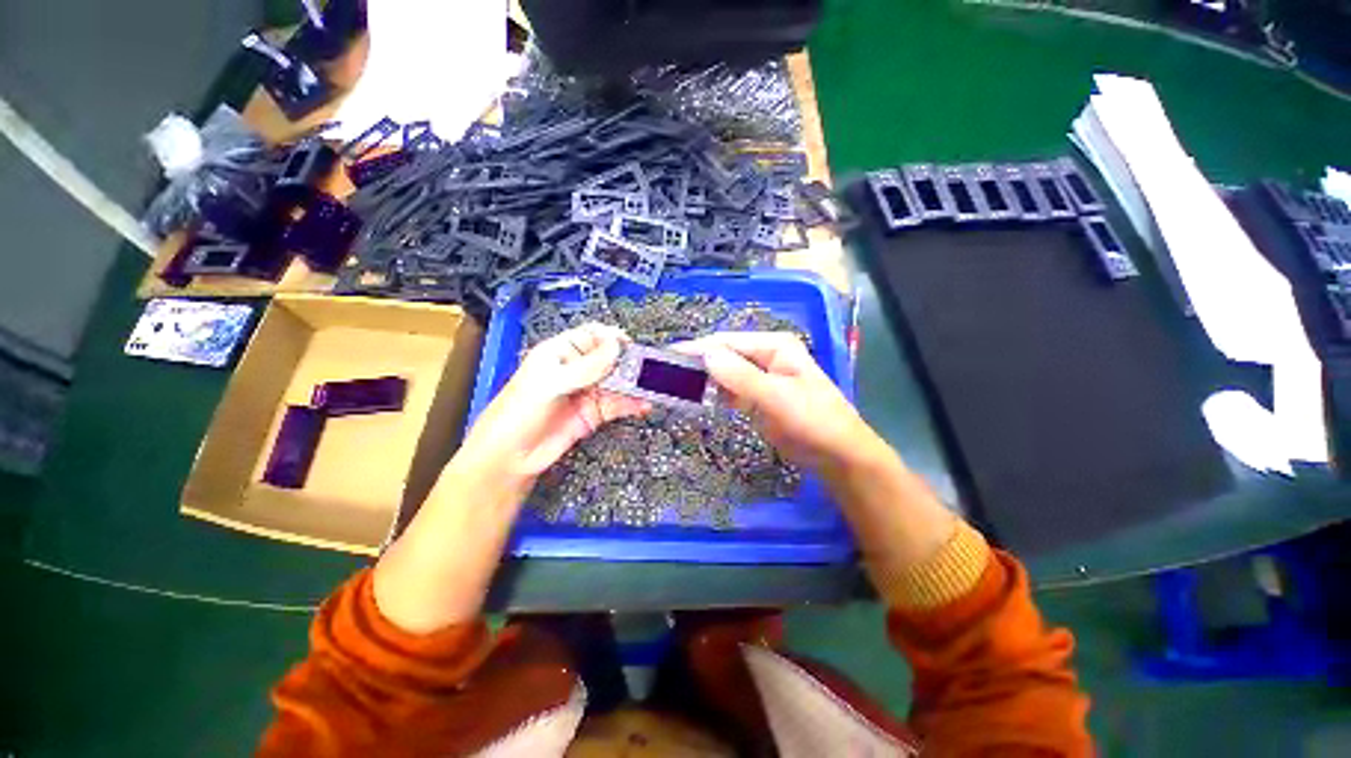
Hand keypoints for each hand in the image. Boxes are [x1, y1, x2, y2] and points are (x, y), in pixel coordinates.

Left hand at [458, 323, 648, 479]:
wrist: (510, 457)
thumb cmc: (516, 414)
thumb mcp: (548, 384)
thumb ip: (584, 366)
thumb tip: (614, 346)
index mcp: (560, 353)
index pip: (593, 336)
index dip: (612, 338)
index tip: (630, 346)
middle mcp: (577, 370)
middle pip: (610, 359)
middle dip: (629, 362)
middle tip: (646, 370)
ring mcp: (587, 392)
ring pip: (618, 382)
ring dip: (634, 384)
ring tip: (651, 387)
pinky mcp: (594, 413)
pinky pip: (618, 404)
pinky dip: (633, 404)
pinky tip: (643, 404)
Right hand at [675, 332, 870, 466]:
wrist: (837, 455)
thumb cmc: (814, 420)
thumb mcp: (777, 397)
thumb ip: (741, 377)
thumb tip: (705, 355)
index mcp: (774, 346)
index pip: (727, 342)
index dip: (697, 349)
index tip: (668, 356)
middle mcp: (765, 356)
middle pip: (723, 356)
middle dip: (696, 364)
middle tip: (664, 374)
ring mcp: (760, 378)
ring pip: (723, 374)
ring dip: (701, 380)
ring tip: (672, 385)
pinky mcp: (756, 398)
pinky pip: (729, 391)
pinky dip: (712, 394)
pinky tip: (694, 398)